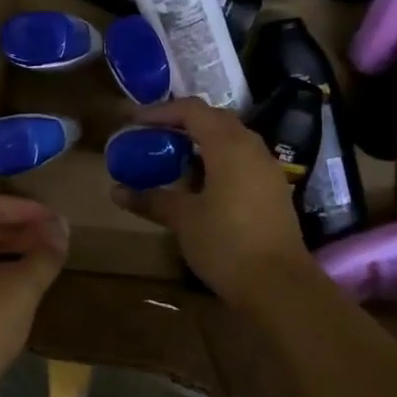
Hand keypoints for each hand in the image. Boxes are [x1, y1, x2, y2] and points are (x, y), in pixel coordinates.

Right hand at [110, 97, 319, 306]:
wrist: (280, 286)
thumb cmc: (227, 244)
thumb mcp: (183, 220)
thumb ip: (151, 199)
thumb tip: (116, 190)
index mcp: (228, 145)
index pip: (192, 110)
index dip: (161, 111)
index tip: (135, 122)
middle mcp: (251, 147)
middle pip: (214, 119)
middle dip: (181, 122)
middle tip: (153, 135)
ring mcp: (267, 168)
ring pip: (231, 139)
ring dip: (201, 141)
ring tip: (172, 156)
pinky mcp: (273, 189)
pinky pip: (241, 159)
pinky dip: (217, 159)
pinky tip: (199, 183)